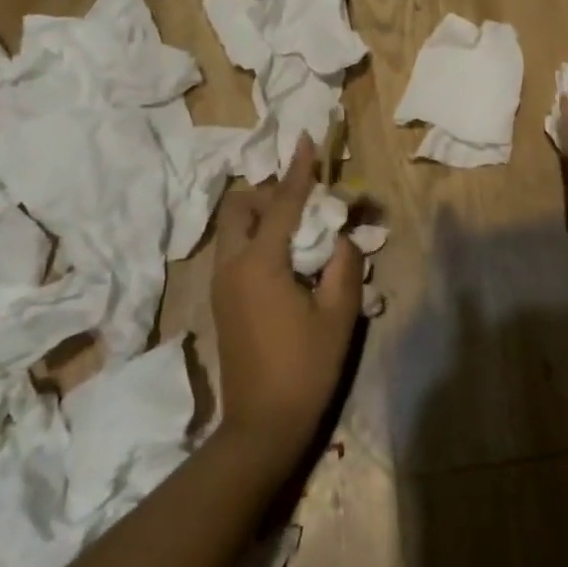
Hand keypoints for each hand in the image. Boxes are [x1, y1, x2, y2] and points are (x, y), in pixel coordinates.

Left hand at [211, 135, 362, 465]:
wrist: (261, 427)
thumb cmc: (304, 368)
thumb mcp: (338, 315)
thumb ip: (344, 265)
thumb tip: (345, 237)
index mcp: (259, 264)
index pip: (281, 203)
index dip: (298, 171)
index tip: (306, 140)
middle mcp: (232, 265)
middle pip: (240, 208)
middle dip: (268, 193)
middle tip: (304, 203)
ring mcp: (221, 284)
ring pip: (234, 229)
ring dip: (262, 216)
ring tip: (300, 231)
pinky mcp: (222, 301)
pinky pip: (236, 251)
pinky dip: (257, 239)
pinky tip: (287, 260)